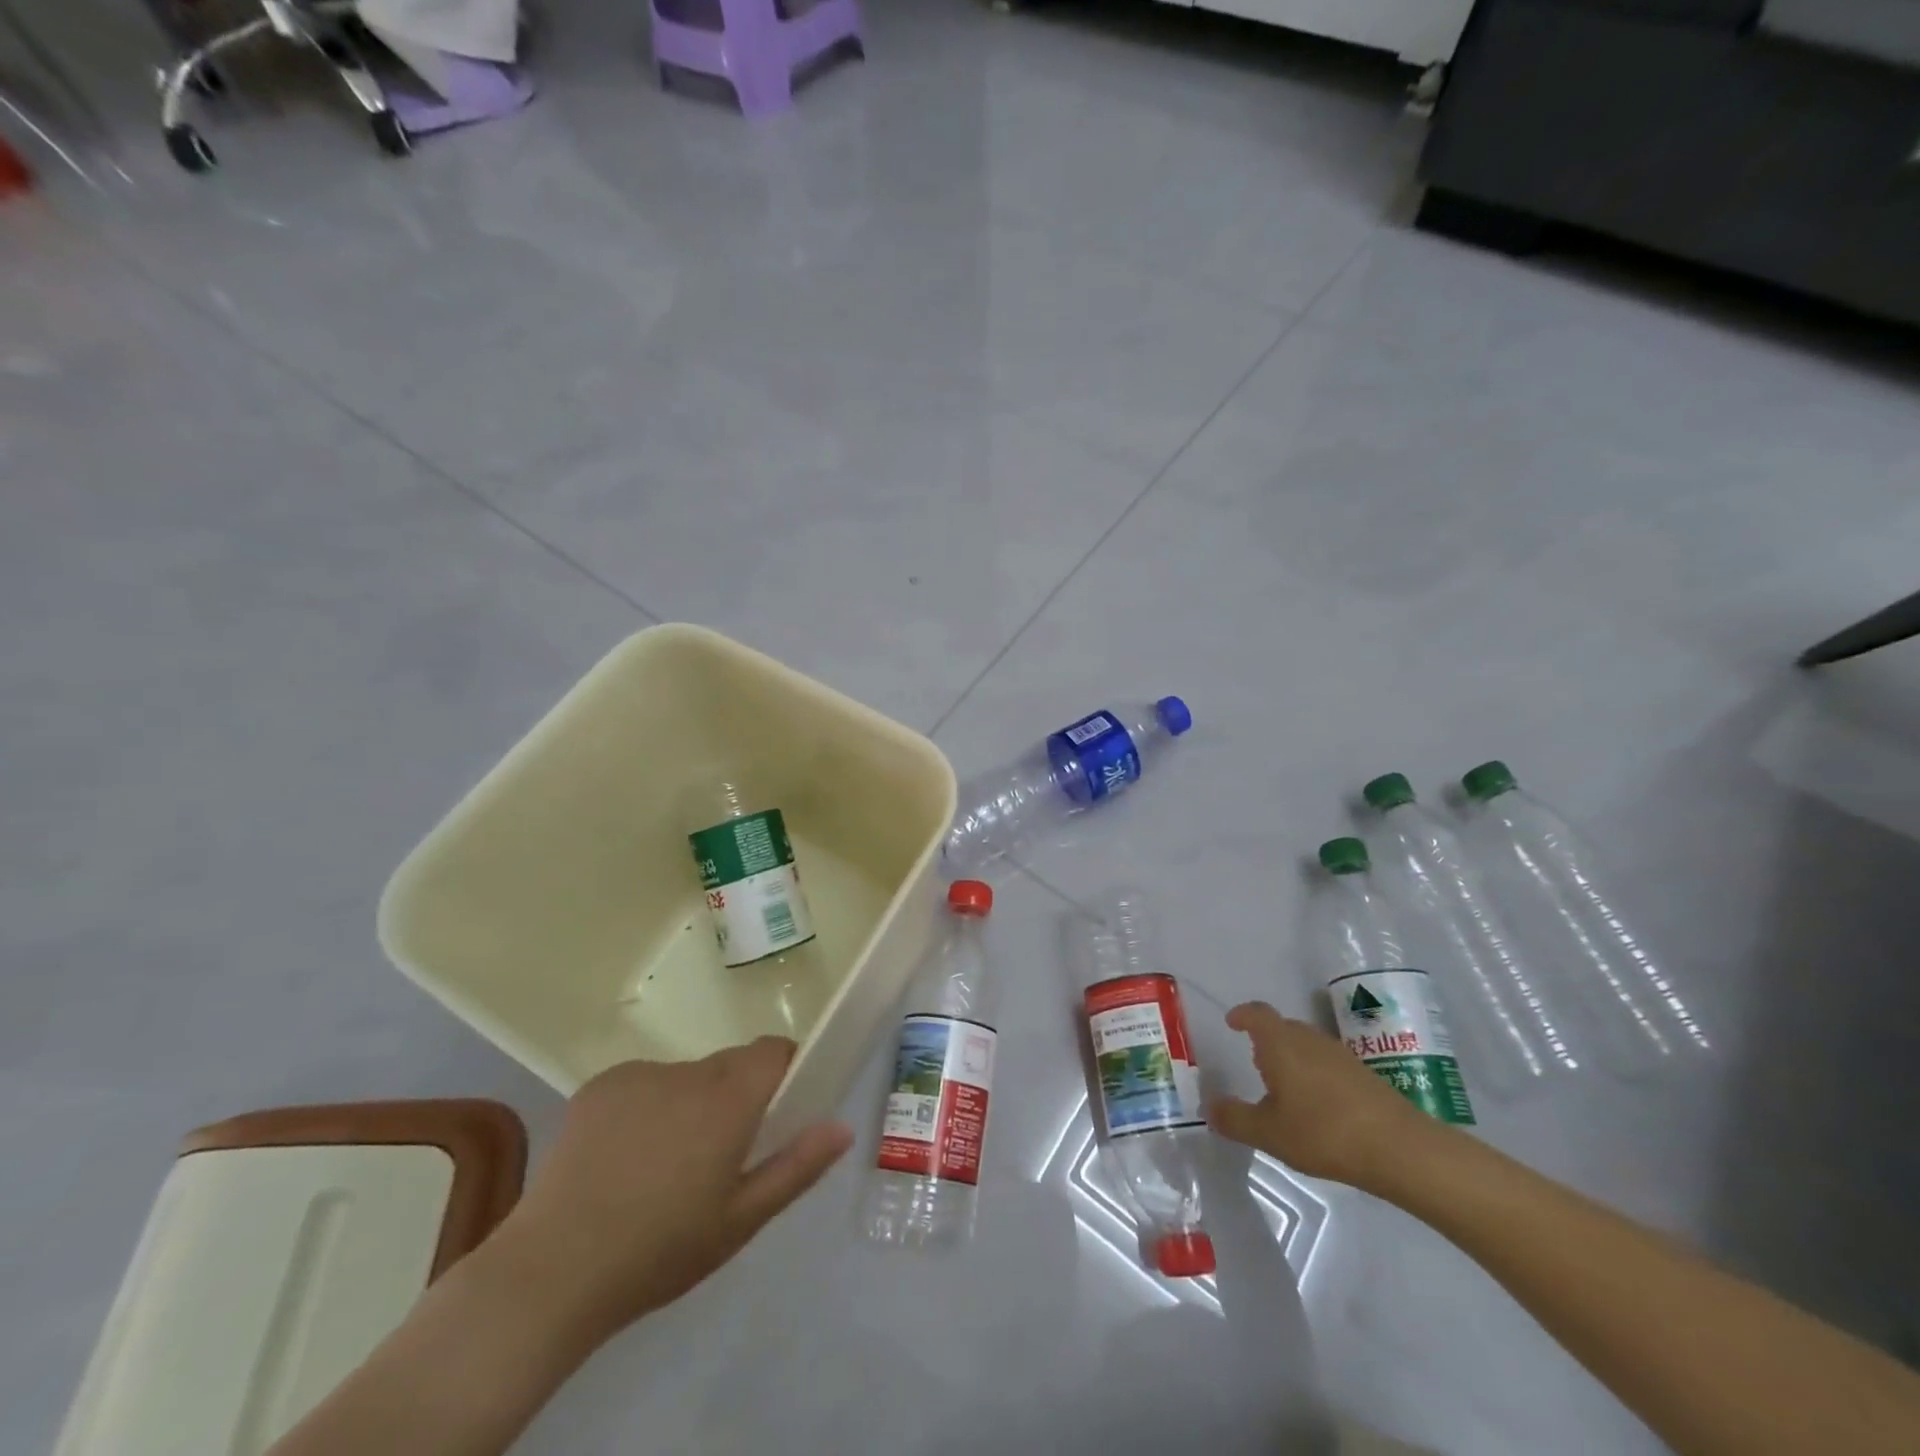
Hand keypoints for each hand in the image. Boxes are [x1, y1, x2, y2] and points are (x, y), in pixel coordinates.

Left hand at [491, 1038, 852, 1341]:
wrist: (551, 1272)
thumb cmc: (660, 1251)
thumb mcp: (740, 1221)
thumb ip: (797, 1167)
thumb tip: (842, 1127)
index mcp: (728, 1100)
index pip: (772, 1051)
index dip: (782, 1070)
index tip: (777, 1109)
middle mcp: (688, 1072)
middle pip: (729, 1065)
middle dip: (734, 1096)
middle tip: (717, 1155)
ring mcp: (639, 1074)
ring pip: (686, 1076)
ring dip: (689, 1104)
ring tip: (661, 1166)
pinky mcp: (600, 1084)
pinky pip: (644, 1084)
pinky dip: (646, 1107)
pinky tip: (622, 1159)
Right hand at [1208, 1001, 1437, 1187]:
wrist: (1400, 1148)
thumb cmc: (1323, 1132)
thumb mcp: (1269, 1133)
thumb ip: (1235, 1119)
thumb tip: (1210, 1107)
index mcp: (1280, 1043)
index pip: (1257, 1013)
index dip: (1242, 1015)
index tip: (1232, 1022)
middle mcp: (1309, 1039)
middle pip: (1282, 1027)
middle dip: (1266, 1040)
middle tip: (1255, 1062)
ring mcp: (1340, 1054)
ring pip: (1307, 1044)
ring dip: (1292, 1057)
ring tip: (1284, 1087)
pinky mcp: (1364, 1074)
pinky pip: (1327, 1062)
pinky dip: (1315, 1073)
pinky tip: (1318, 1105)